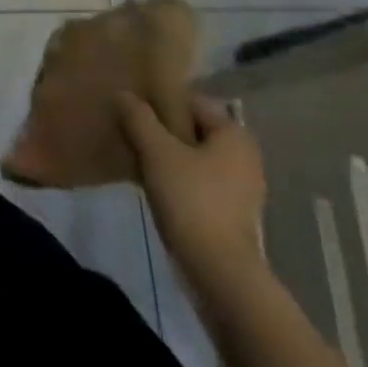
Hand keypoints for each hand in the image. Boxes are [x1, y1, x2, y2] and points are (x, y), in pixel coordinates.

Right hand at [118, 92, 266, 295]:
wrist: (218, 272)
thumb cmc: (191, 200)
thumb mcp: (157, 152)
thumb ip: (138, 118)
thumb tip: (123, 94)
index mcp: (234, 134)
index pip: (191, 101)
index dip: (159, 101)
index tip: (131, 108)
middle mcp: (244, 156)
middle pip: (193, 129)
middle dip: (161, 129)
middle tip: (129, 131)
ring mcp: (241, 187)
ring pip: (194, 157)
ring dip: (166, 154)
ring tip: (134, 156)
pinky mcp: (231, 213)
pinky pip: (198, 181)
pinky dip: (176, 177)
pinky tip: (151, 183)